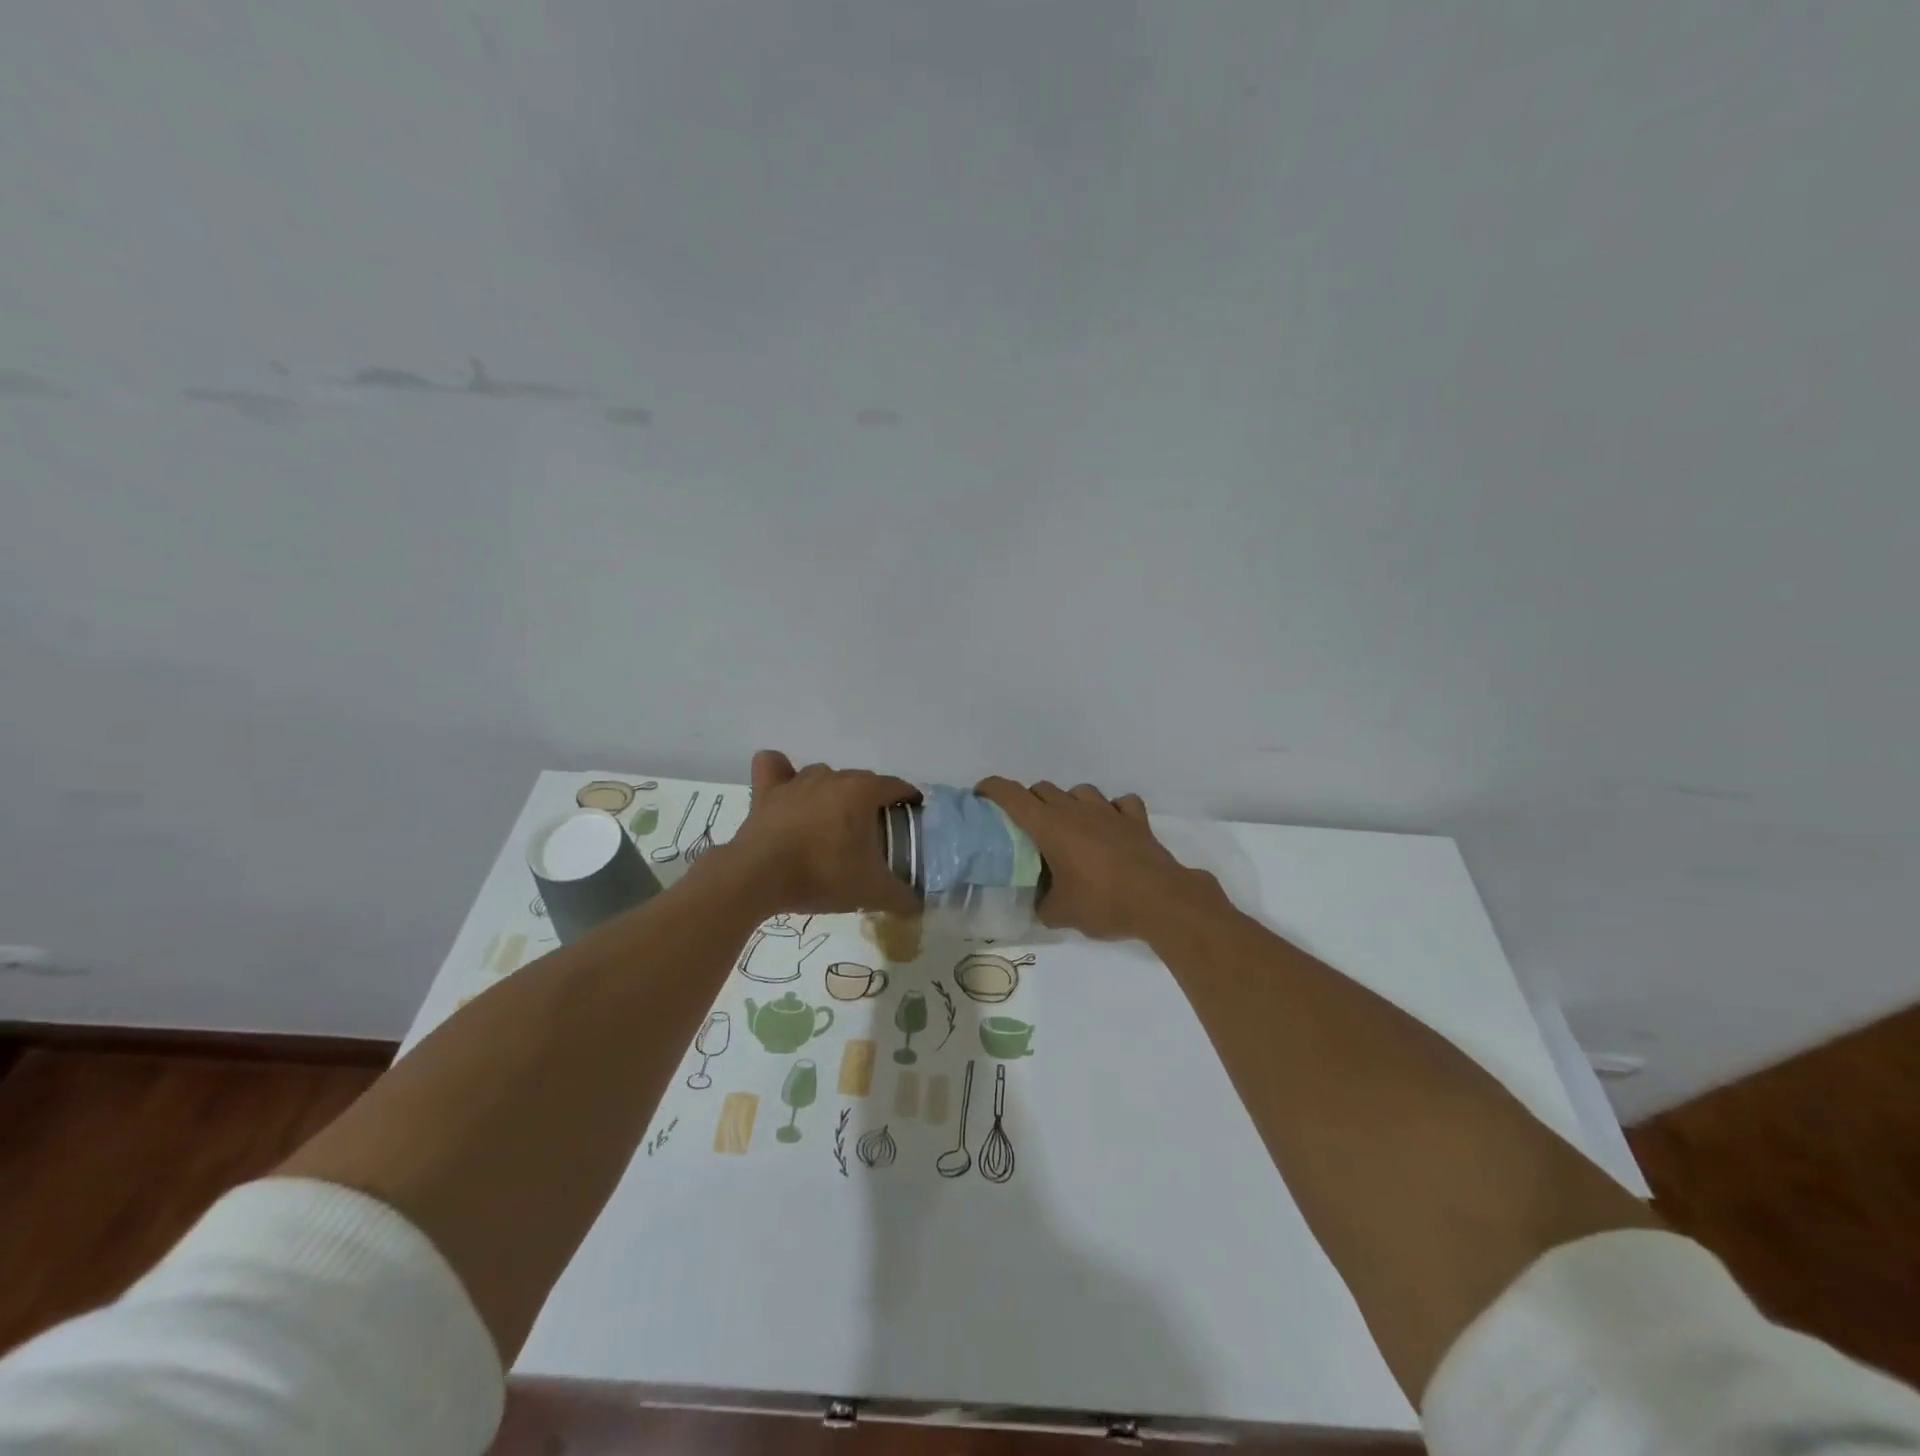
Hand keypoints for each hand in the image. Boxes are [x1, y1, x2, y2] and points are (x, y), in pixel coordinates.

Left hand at [716, 751, 921, 917]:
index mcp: (862, 792)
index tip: (912, 814)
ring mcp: (797, 782)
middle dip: (872, 801)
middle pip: (861, 781)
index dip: (908, 798)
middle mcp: (832, 777)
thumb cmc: (823, 875)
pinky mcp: (766, 791)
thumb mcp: (872, 891)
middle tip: (875, 832)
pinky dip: (782, 772)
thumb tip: (917, 905)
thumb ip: (900, 897)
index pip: (896, 786)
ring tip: (833, 822)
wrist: (760, 877)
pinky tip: (786, 788)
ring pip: (823, 775)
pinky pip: (775, 767)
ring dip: (832, 793)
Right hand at [973, 778, 1218, 941]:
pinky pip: (1120, 804)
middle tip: (1027, 828)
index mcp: (1050, 826)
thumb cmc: (1103, 903)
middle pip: (1043, 789)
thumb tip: (1041, 904)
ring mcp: (1109, 811)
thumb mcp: (1061, 914)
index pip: (1011, 795)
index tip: (980, 795)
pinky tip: (1112, 827)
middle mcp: (1076, 809)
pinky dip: (1112, 811)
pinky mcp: (1136, 820)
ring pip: (1079, 791)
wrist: (1160, 901)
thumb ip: (1043, 905)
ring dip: (1069, 803)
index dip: (992, 789)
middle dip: (1029, 802)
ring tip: (1070, 827)